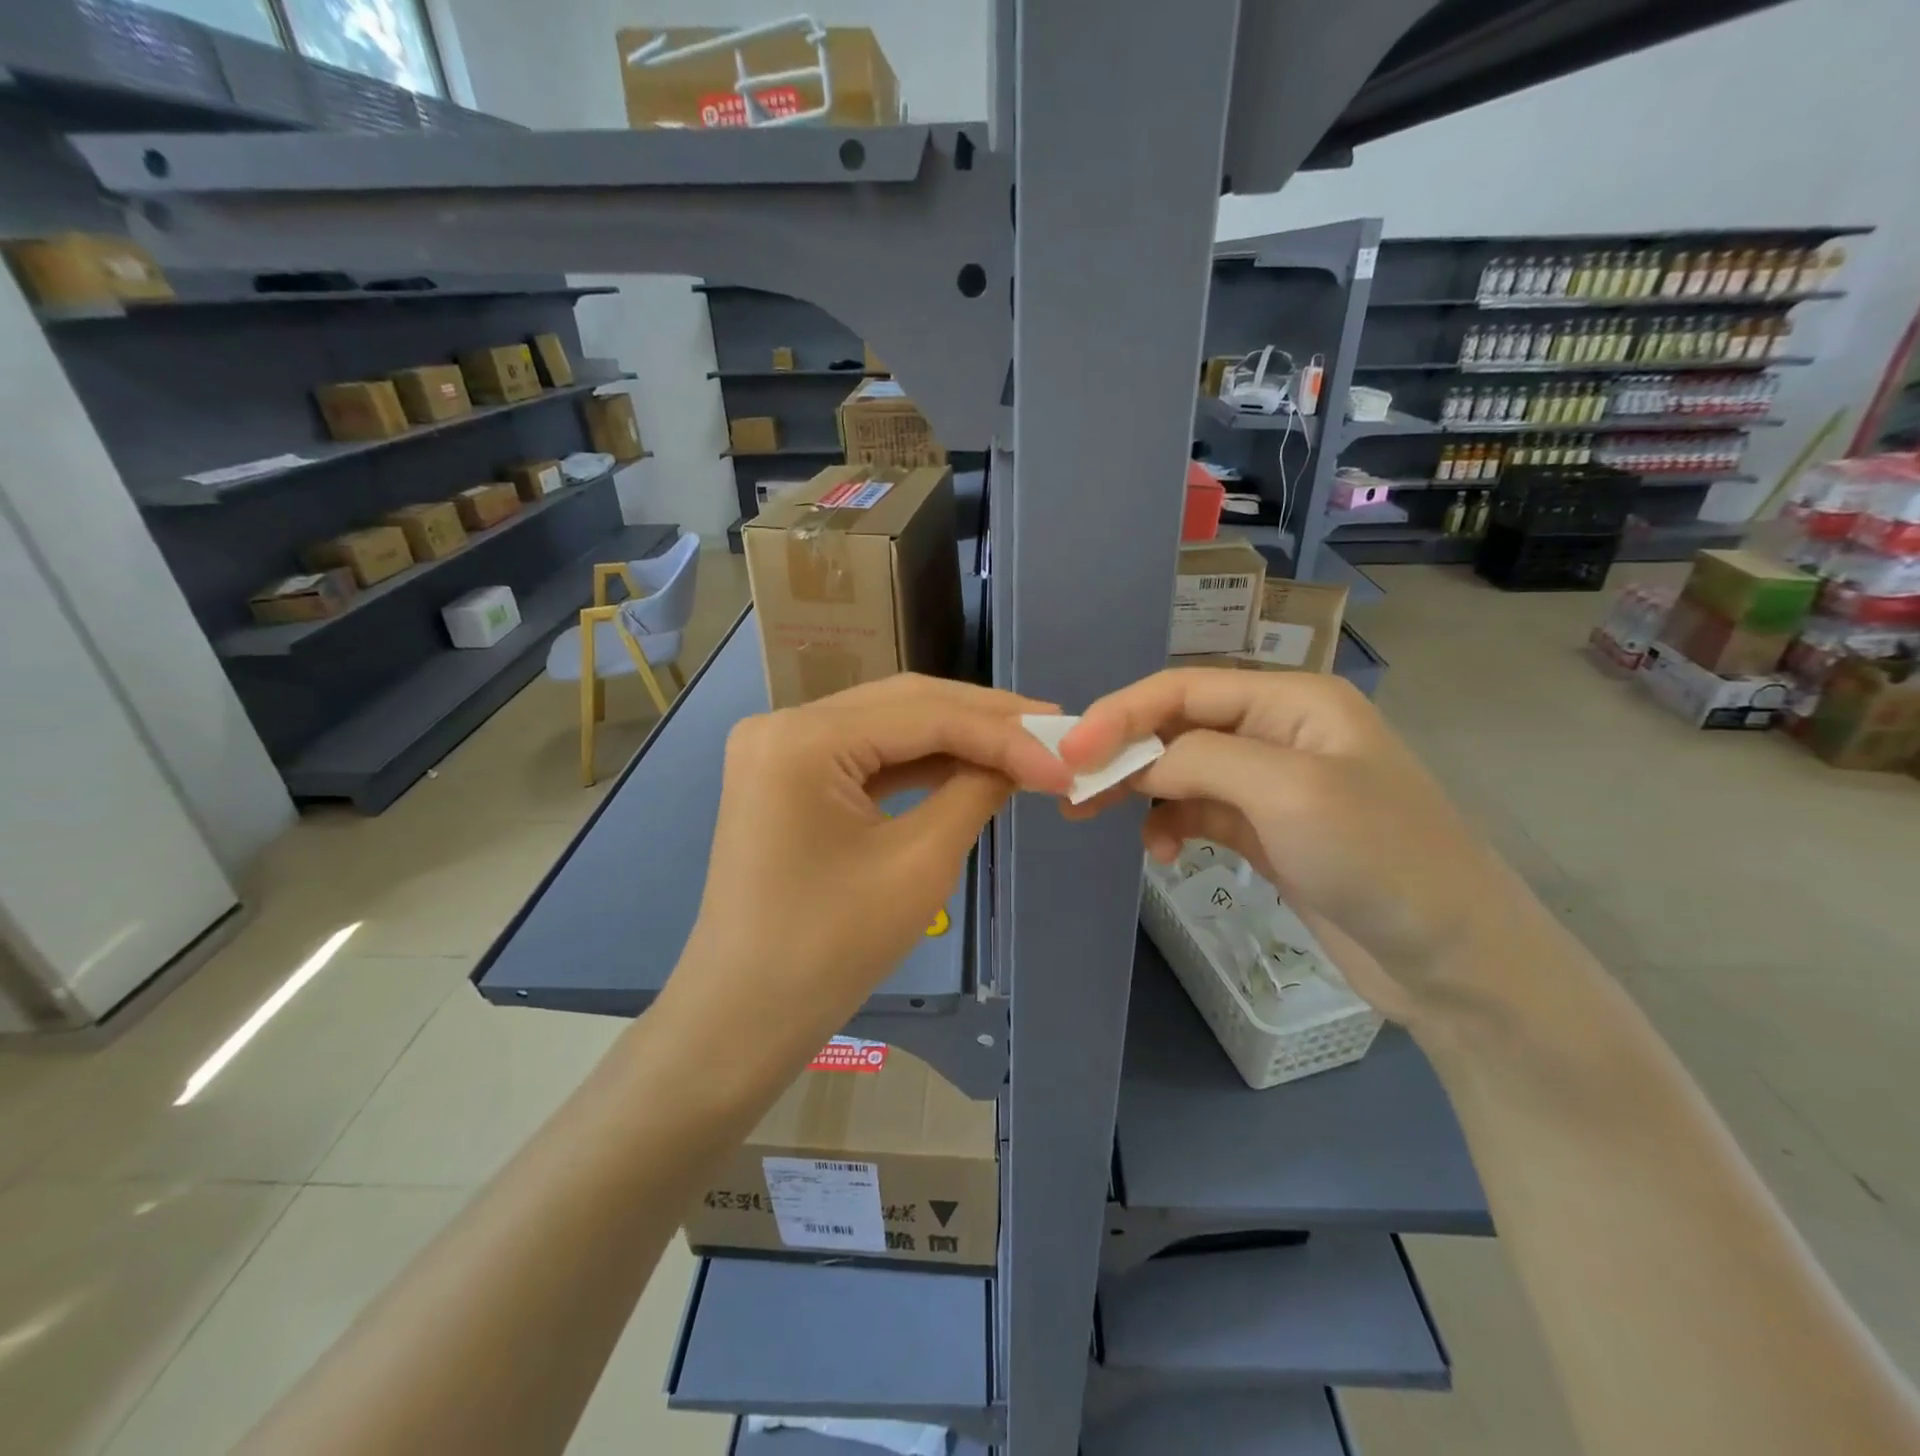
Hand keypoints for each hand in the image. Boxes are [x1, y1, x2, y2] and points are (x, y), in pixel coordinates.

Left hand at [672, 675, 1070, 1054]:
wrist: (747, 1015)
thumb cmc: (830, 949)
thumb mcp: (919, 865)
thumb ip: (975, 792)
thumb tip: (1023, 759)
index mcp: (803, 738)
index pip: (924, 714)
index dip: (1004, 734)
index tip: (1066, 758)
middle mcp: (784, 723)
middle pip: (904, 704)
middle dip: (983, 719)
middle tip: (1052, 731)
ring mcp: (780, 748)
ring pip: (888, 724)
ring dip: (955, 736)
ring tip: (1024, 744)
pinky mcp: (787, 775)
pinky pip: (866, 754)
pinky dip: (919, 761)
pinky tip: (969, 764)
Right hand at [1059, 669, 1512, 1022]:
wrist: (1454, 962)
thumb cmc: (1379, 858)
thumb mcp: (1288, 792)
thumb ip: (1202, 759)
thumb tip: (1138, 763)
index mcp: (1292, 701)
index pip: (1183, 688)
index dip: (1119, 713)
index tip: (1069, 753)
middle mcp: (1278, 732)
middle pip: (1177, 726)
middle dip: (1121, 753)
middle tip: (1069, 789)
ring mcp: (1272, 785)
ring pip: (1181, 771)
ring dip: (1139, 791)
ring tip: (1095, 819)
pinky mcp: (1267, 832)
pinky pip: (1198, 812)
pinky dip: (1169, 826)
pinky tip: (1162, 855)